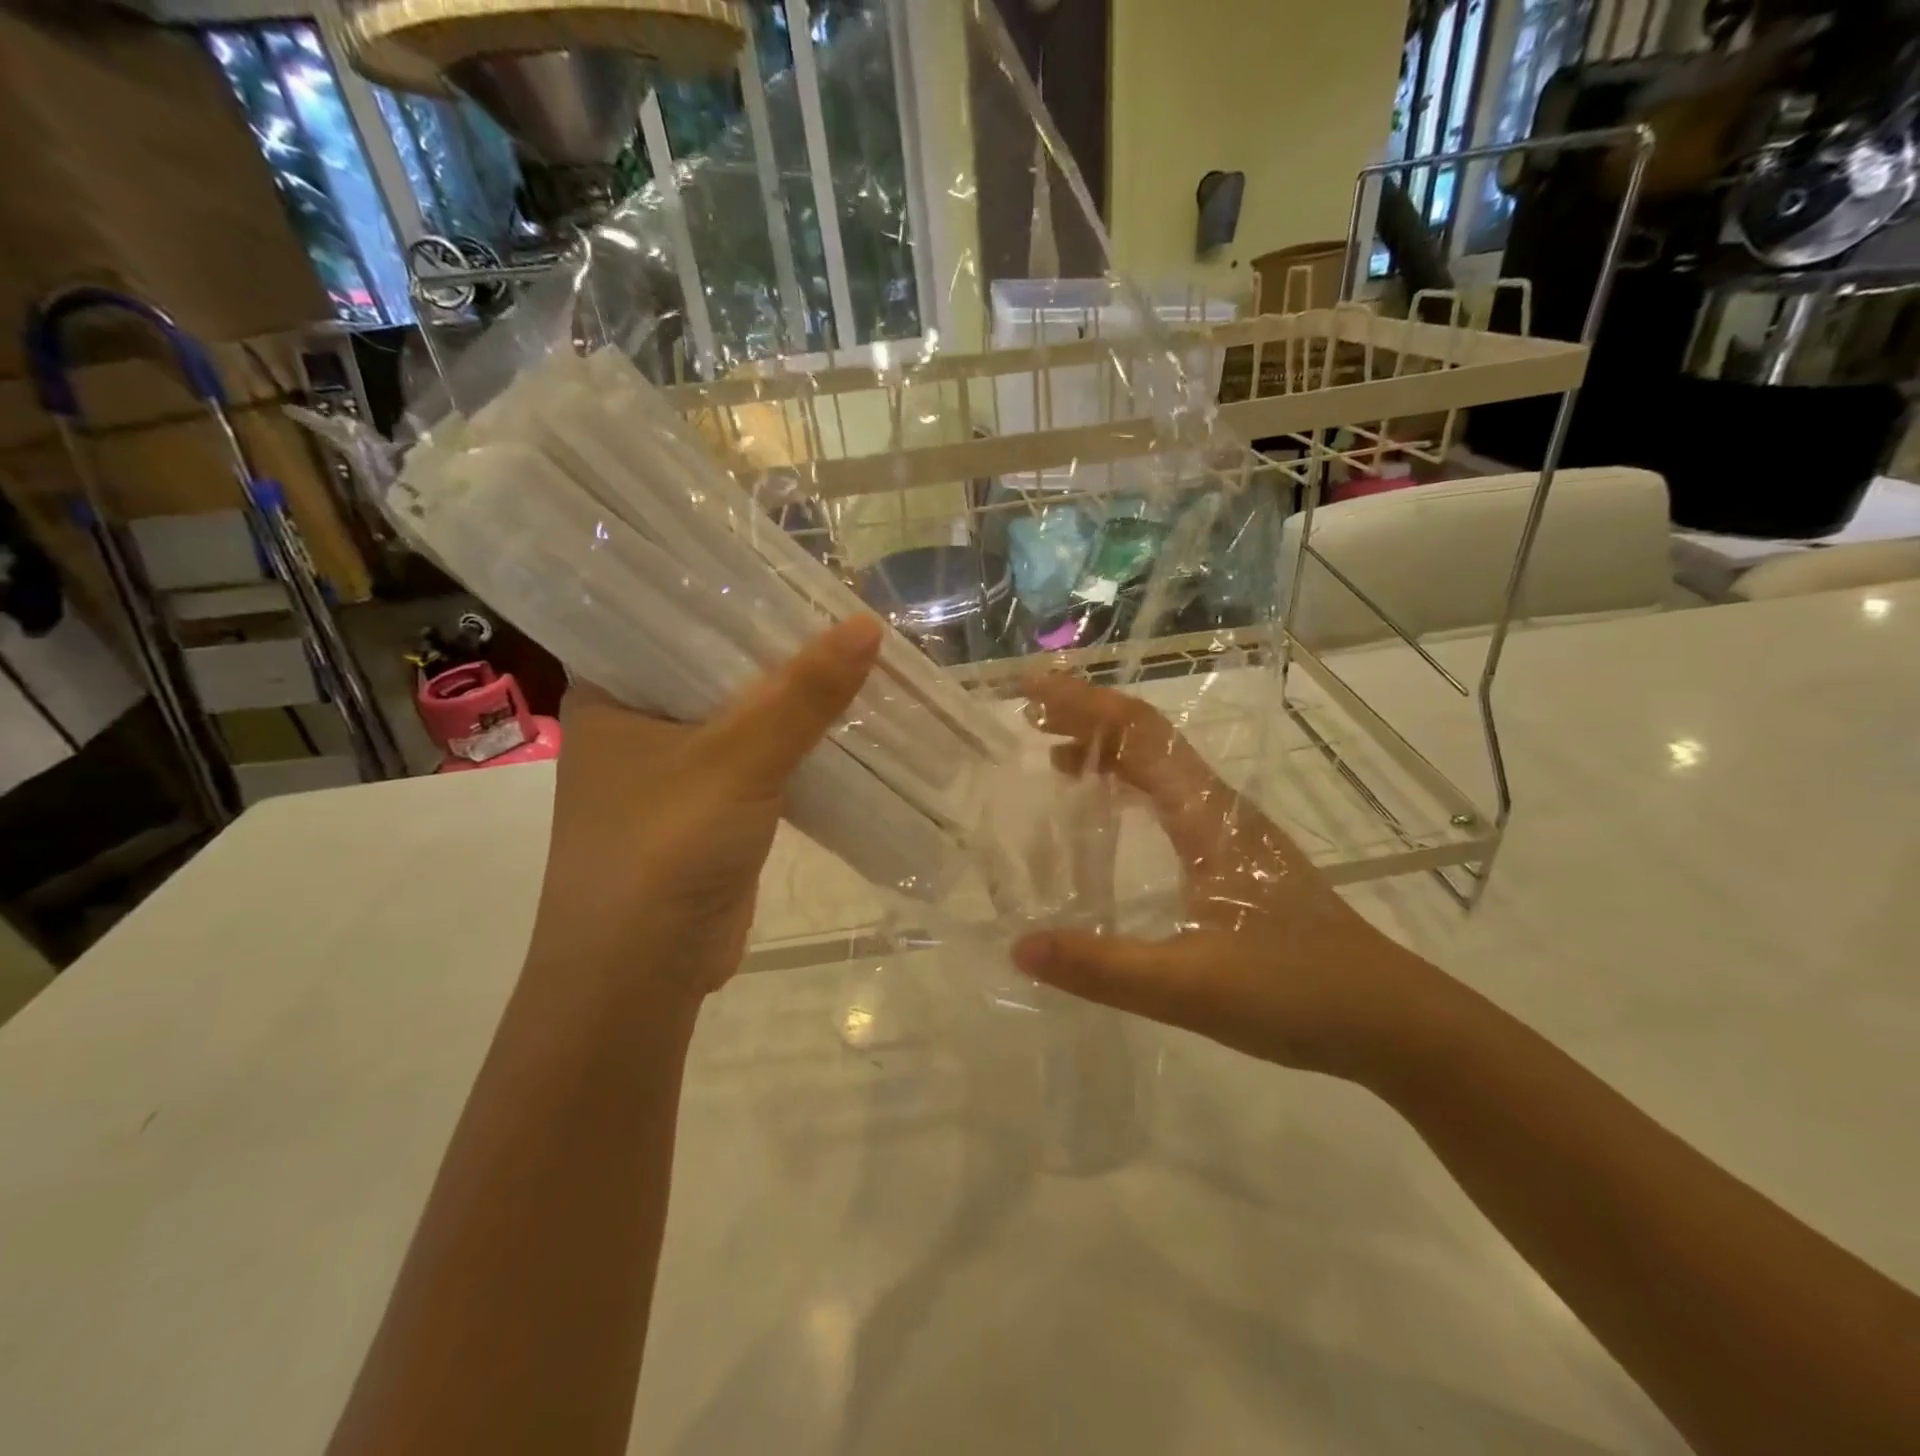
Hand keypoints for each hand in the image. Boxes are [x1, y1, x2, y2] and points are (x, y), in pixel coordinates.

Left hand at [525, 616, 882, 999]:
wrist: (641, 976)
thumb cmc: (664, 850)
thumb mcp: (738, 760)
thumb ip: (802, 695)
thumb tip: (867, 626)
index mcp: (611, 692)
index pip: (668, 617)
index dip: (729, 592)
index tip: (788, 567)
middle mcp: (636, 722)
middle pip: (714, 666)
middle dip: (775, 647)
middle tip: (839, 607)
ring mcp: (673, 769)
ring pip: (741, 716)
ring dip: (791, 699)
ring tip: (852, 655)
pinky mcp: (708, 809)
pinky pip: (757, 759)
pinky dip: (794, 744)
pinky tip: (841, 721)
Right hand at [1010, 674, 1443, 1078]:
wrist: (1393, 1021)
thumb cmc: (1298, 994)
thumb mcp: (1190, 988)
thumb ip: (1103, 968)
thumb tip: (1019, 946)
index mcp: (1209, 818)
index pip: (1139, 735)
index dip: (1083, 704)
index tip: (1030, 690)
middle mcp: (1221, 809)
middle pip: (1148, 738)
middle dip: (1087, 717)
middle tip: (1028, 719)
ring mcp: (1233, 831)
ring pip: (1162, 766)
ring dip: (1108, 748)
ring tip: (1053, 755)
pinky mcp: (1238, 857)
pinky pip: (1171, 797)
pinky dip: (1130, 784)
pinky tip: (1110, 812)